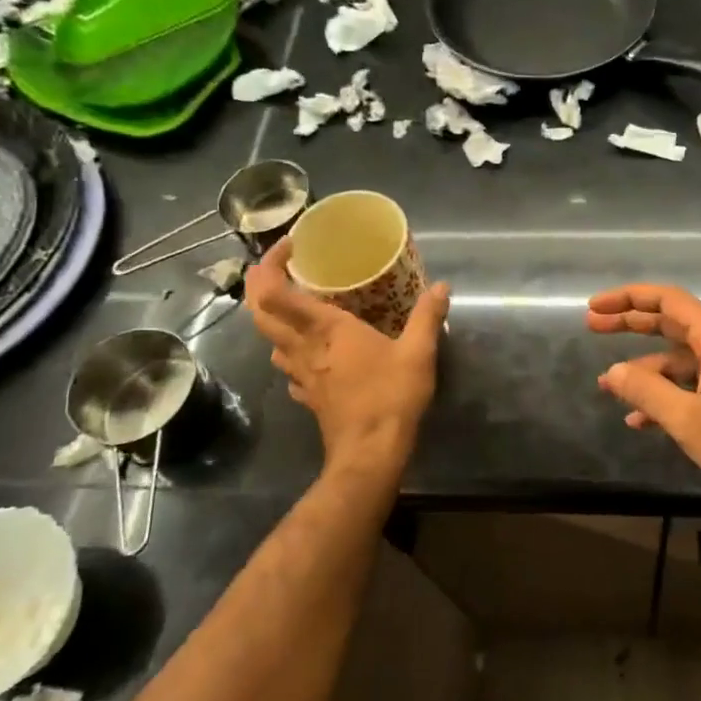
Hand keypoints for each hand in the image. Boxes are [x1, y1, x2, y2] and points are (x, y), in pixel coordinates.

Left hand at [247, 239, 450, 469]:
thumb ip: (427, 316)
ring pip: (269, 341)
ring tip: (294, 307)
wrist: (369, 453)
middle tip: (277, 268)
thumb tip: (442, 286)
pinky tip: (310, 354)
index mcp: (325, 329)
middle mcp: (303, 347)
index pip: (275, 292)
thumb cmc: (390, 396)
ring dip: (272, 319)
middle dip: (258, 286)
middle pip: (260, 313)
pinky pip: (288, 368)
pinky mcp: (307, 396)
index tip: (290, 247)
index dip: (271, 265)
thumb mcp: (418, 352)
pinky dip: (290, 353)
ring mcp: (300, 374)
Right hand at [587, 284, 700, 514]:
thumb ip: (647, 391)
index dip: (629, 298)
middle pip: (671, 324)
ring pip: (678, 360)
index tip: (596, 306)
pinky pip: (690, 387)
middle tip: (591, 326)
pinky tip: (639, 420)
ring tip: (607, 385)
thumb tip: (612, 372)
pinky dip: (664, 397)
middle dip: (631, 325)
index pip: (669, 301)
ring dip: (643, 370)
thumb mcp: (689, 419)